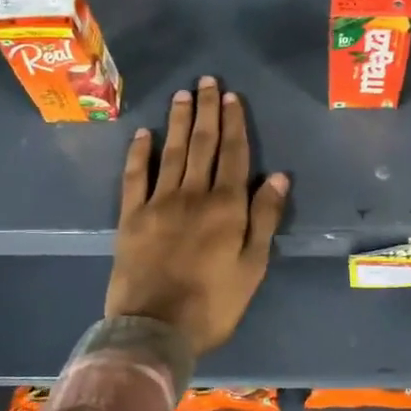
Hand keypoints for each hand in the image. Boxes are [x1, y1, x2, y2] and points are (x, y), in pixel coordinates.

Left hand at [105, 78, 289, 355]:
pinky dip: (139, 153)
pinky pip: (135, 177)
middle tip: (206, 81)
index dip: (234, 124)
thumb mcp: (252, 266)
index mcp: (226, 207)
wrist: (155, 328)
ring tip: (182, 95)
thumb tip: (279, 178)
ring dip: (177, 121)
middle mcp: (193, 195)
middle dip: (206, 111)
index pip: (233, 155)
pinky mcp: (131, 217)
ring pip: (171, 152)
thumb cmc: (213, 303)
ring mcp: (158, 203)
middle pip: (202, 145)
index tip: (232, 97)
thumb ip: (264, 219)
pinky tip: (143, 134)